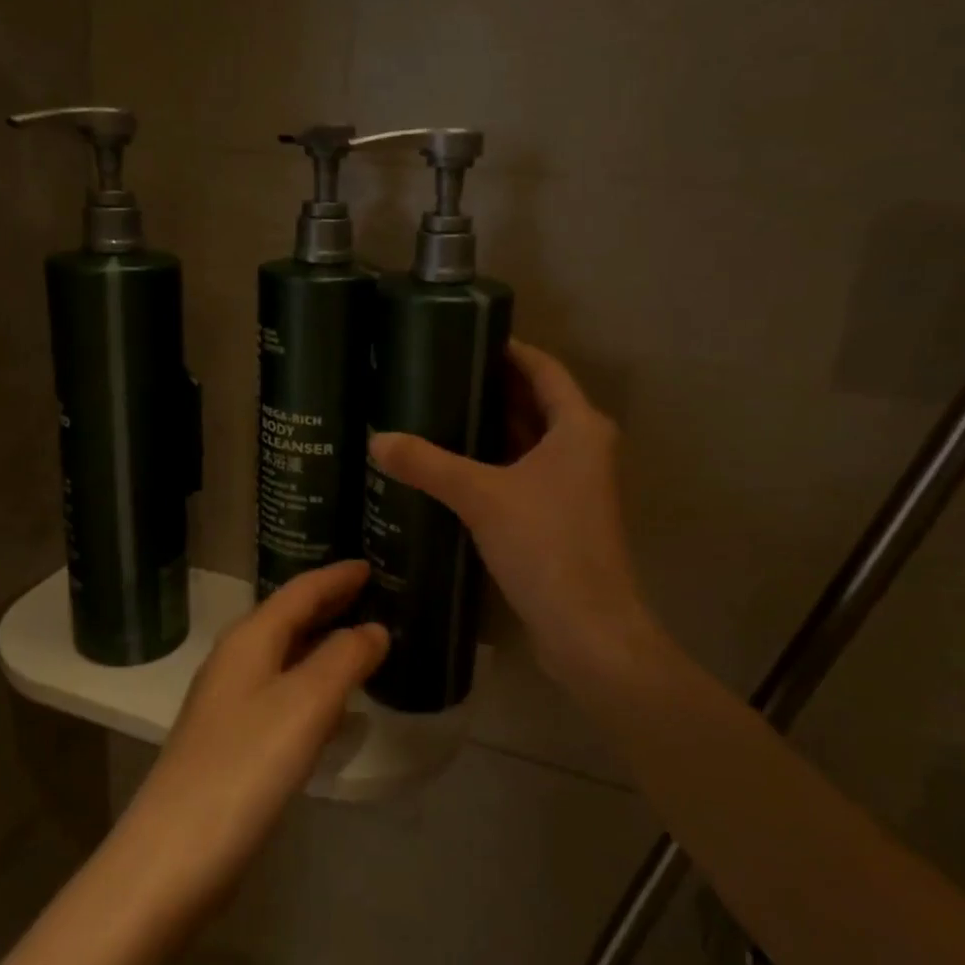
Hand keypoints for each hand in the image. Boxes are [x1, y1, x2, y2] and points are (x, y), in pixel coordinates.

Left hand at [111, 561, 387, 922]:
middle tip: (374, 596)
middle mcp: (236, 662)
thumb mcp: (305, 704)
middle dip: (330, 605)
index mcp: (250, 640)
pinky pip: (283, 696)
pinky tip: (336, 711)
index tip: (370, 564)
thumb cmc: (244, 766)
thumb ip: (344, 659)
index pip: (300, 591)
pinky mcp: (233, 744)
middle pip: (290, 619)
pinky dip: (314, 688)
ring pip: (286, 658)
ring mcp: (230, 704)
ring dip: (323, 646)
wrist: (172, 858)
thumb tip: (374, 630)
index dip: (336, 577)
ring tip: (364, 645)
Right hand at [369, 340, 647, 687]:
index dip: (508, 349)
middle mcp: (584, 447)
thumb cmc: (546, 546)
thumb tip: (376, 439)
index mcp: (579, 427)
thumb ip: (428, 464)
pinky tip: (456, 464)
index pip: (543, 368)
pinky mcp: (562, 514)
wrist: (588, 628)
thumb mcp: (481, 497)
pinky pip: (526, 471)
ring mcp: (576, 483)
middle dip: (492, 387)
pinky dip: (496, 461)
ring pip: (530, 439)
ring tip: (440, 410)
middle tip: (439, 372)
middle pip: (537, 402)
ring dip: (492, 426)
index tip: (466, 335)